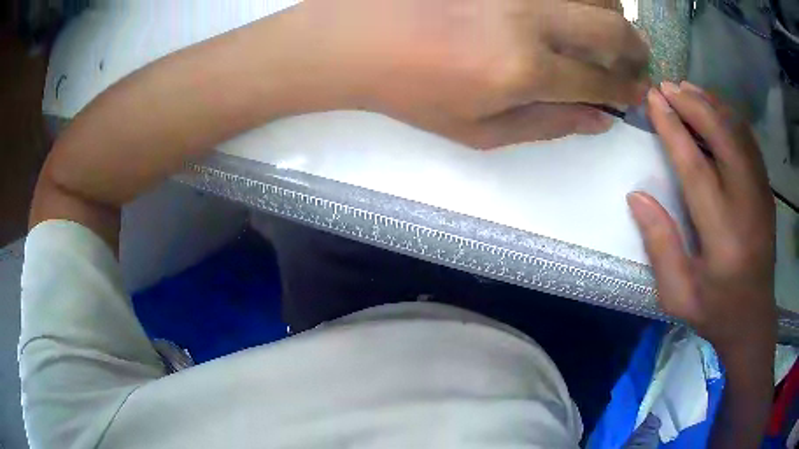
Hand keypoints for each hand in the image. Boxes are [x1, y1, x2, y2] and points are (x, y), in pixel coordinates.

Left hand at [297, 0, 649, 147]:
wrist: (357, 40)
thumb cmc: (414, 91)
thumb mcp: (480, 130)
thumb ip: (549, 124)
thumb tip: (600, 119)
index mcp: (524, 69)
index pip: (602, 80)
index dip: (628, 89)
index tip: (638, 91)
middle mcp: (528, 17)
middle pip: (612, 27)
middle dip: (635, 48)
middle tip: (636, 59)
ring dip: (612, 14)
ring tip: (606, 30)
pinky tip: (571, 7)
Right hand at [628, 82, 776, 356]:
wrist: (753, 319)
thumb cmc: (715, 311)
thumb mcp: (678, 294)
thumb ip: (659, 246)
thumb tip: (636, 196)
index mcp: (722, 236)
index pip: (696, 168)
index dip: (673, 130)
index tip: (653, 101)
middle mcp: (747, 206)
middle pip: (723, 138)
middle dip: (693, 105)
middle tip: (666, 86)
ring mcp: (762, 195)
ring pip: (738, 133)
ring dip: (712, 105)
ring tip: (687, 89)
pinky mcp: (766, 191)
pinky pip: (749, 142)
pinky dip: (730, 117)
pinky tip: (714, 109)